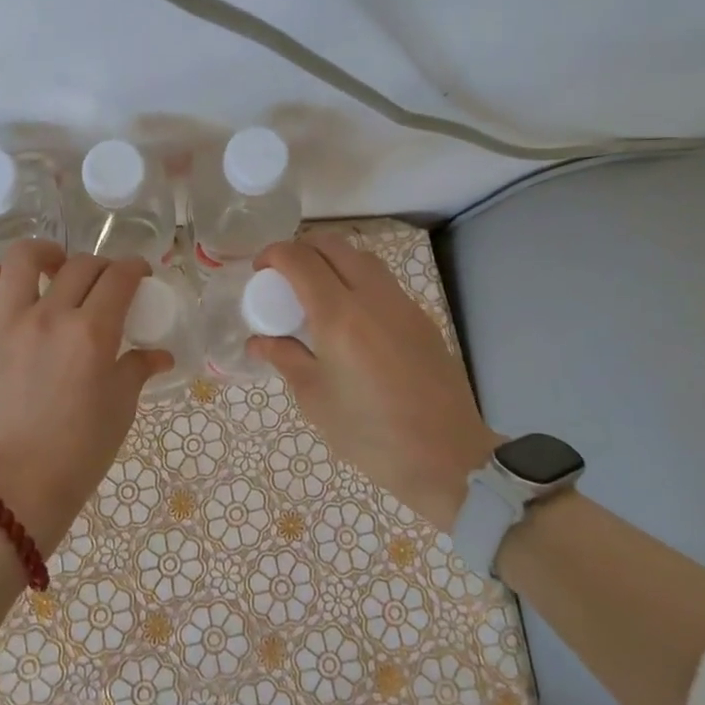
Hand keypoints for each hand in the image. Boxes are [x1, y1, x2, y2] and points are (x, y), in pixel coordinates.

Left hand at [0, 241, 170, 551]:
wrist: (17, 488)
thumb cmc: (78, 452)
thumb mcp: (120, 408)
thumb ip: (138, 369)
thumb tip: (160, 355)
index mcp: (92, 333)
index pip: (119, 278)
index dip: (134, 267)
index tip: (138, 273)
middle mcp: (49, 316)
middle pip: (81, 265)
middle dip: (101, 266)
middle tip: (103, 283)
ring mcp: (5, 322)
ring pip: (23, 258)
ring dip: (45, 254)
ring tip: (52, 267)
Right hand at [251, 234, 502, 530]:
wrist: (447, 459)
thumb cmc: (370, 434)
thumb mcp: (315, 398)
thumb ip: (284, 358)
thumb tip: (258, 341)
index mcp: (340, 316)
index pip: (300, 260)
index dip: (273, 255)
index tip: (259, 271)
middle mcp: (373, 298)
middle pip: (334, 246)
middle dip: (302, 249)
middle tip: (283, 276)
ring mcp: (403, 305)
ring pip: (362, 259)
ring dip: (332, 261)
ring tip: (315, 292)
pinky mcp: (421, 320)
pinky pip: (383, 283)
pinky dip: (357, 282)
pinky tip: (350, 317)